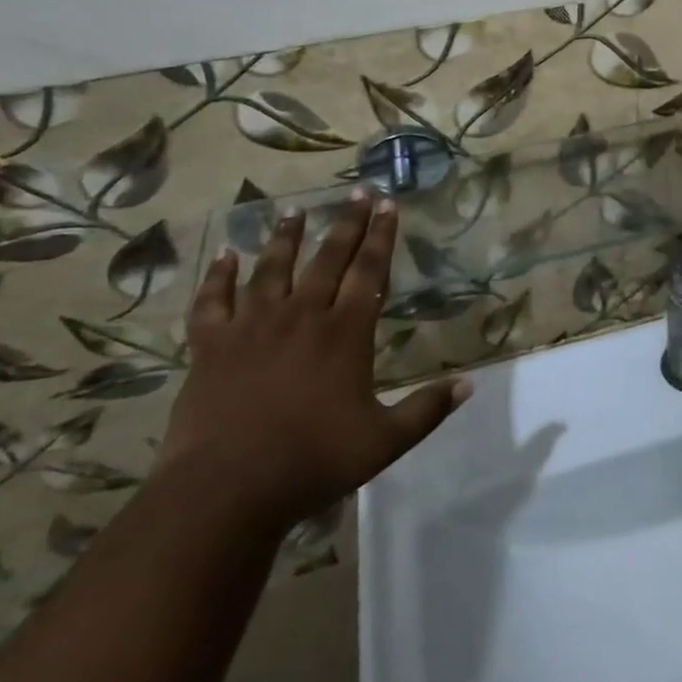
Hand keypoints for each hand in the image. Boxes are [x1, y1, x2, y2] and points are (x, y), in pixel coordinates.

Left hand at [154, 196, 469, 534]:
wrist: (225, 490)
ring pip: (272, 269)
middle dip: (347, 222)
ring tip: (294, 209)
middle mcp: (302, 315)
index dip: (382, 235)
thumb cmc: (312, 462)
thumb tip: (469, 385)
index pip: (370, 270)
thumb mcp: (384, 442)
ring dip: (285, 237)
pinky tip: (225, 255)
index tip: (388, 204)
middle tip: (357, 190)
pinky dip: (218, 276)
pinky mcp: (211, 346)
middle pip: (328, 258)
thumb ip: (427, 409)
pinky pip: (212, 301)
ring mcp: (252, 327)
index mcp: (345, 332)